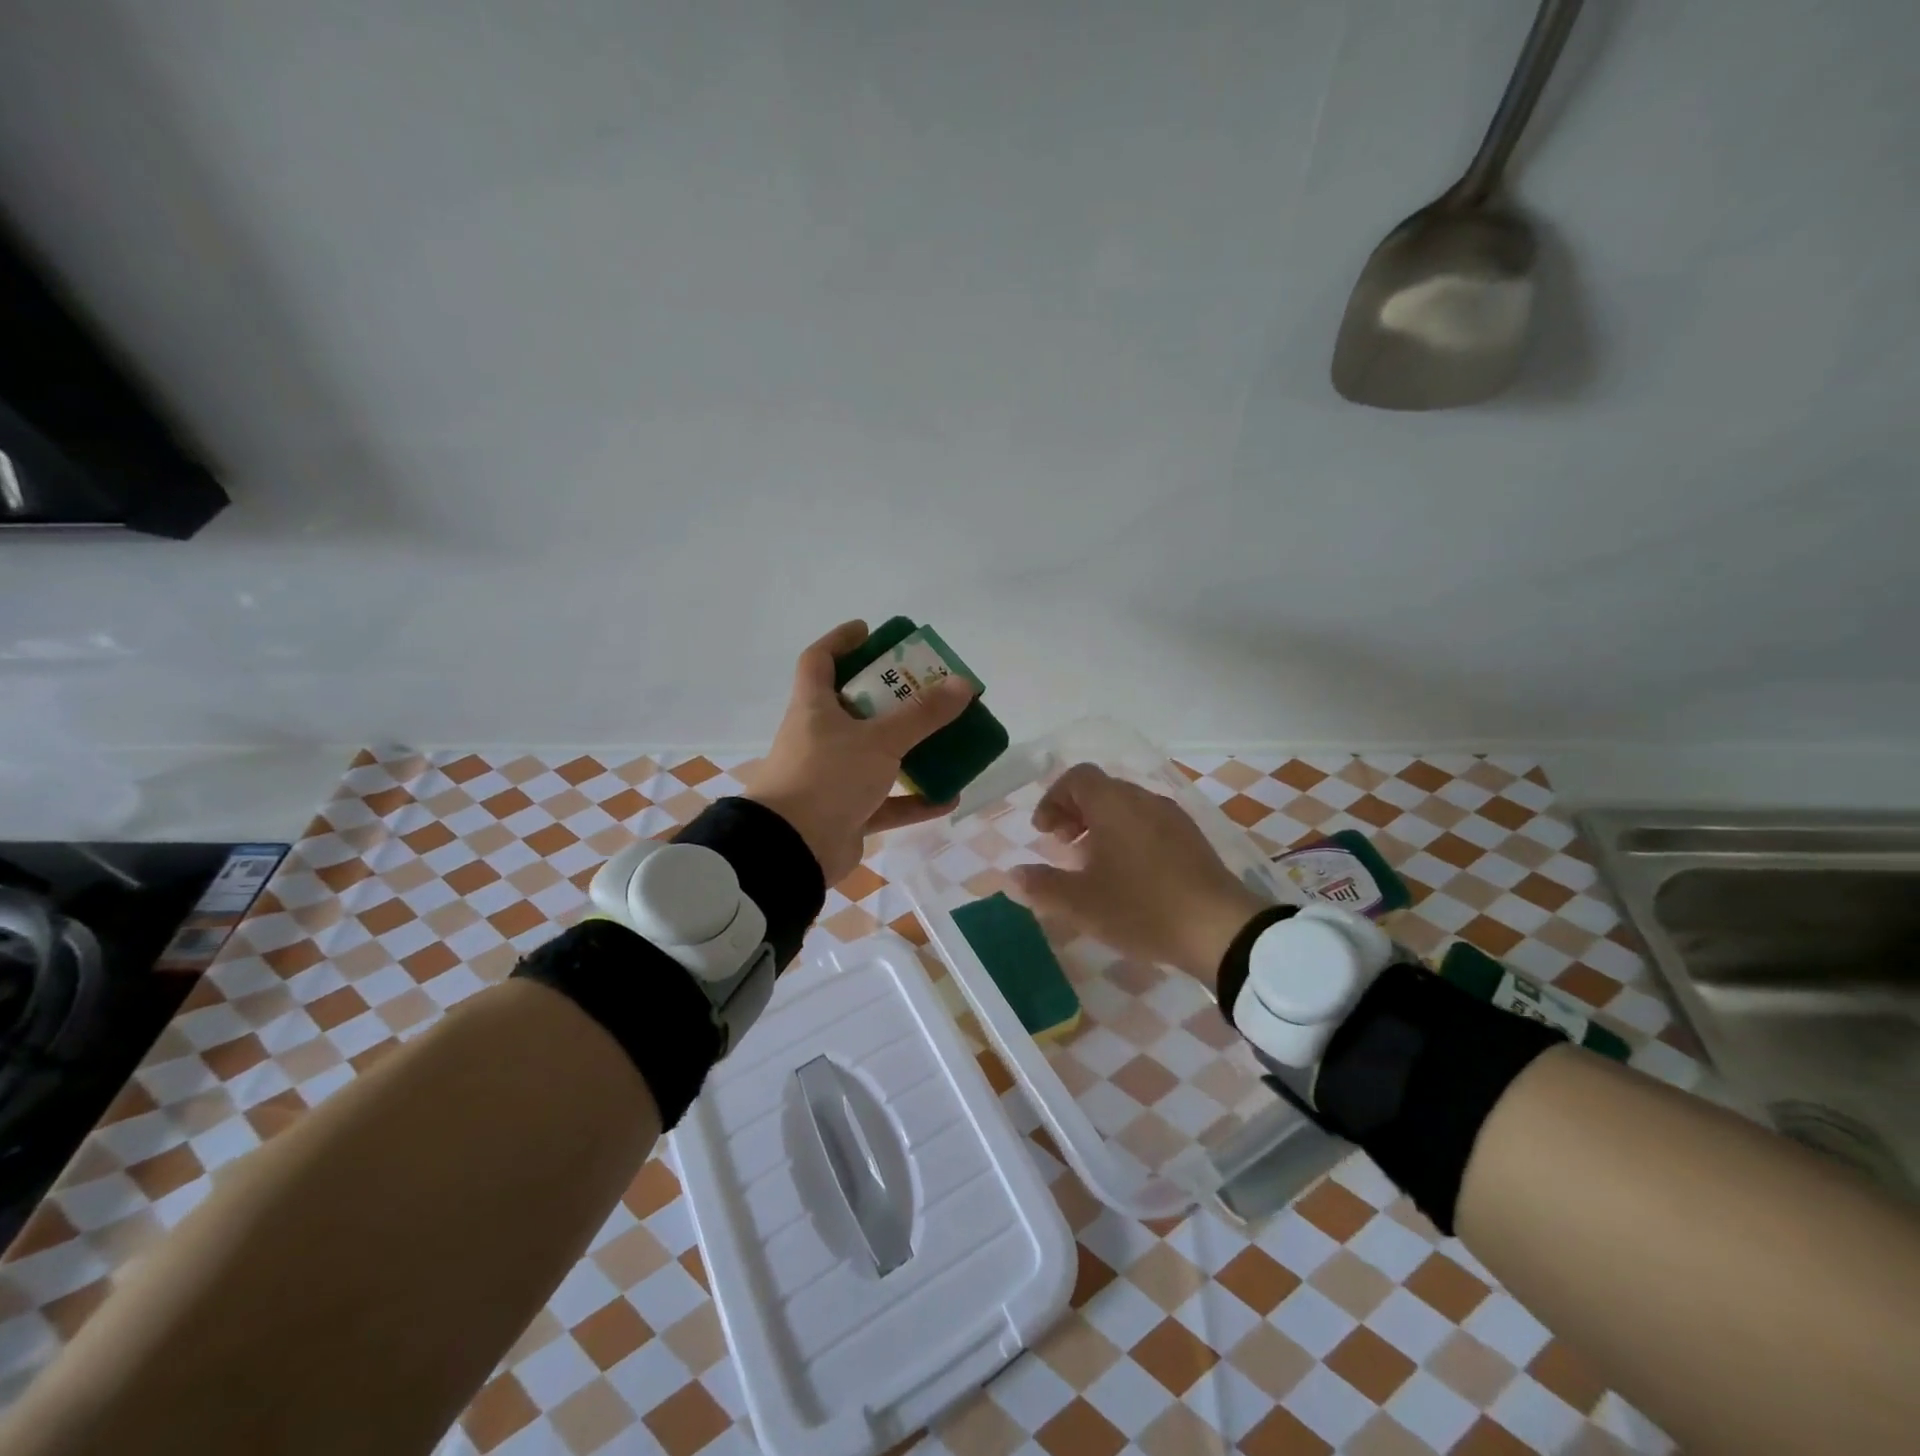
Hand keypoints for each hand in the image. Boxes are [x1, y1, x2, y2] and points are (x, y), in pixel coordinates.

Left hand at [744, 621, 974, 885]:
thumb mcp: (879, 740)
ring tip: (945, 739)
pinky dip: (914, 800)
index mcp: (814, 708)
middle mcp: (819, 738)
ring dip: (908, 749)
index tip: (869, 631)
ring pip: (874, 755)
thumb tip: (963, 683)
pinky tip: (948, 796)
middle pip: (854, 707)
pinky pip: (886, 802)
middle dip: (890, 697)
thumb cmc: (828, 777)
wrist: (793, 851)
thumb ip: (922, 714)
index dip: (841, 641)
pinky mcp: (846, 814)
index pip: (818, 660)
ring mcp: (832, 778)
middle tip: (925, 687)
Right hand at [1009, 763, 1269, 985]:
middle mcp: (1143, 799)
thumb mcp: (1081, 903)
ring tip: (1092, 864)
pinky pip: (1149, 823)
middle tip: (1062, 847)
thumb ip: (1042, 886)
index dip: (1053, 799)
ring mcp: (1172, 817)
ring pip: (1126, 807)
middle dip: (1074, 813)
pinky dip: (1127, 836)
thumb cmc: (1141, 907)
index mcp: (1113, 804)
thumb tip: (1013, 876)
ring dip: (1101, 826)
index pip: (1076, 777)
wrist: (1219, 929)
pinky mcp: (1192, 838)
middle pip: (1101, 790)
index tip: (1043, 833)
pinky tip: (1128, 875)